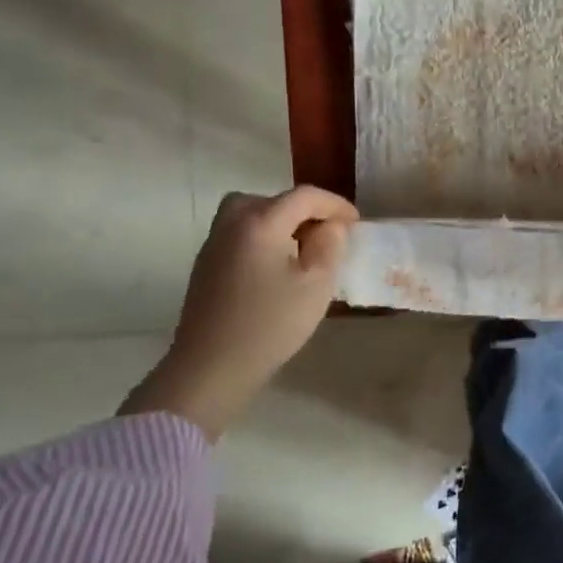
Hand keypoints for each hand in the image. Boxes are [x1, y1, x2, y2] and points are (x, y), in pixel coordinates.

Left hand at [121, 187, 357, 437]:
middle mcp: (232, 224)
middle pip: (272, 199)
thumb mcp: (317, 284)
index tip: (356, 223)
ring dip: (281, 223)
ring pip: (252, 215)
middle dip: (304, 210)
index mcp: (260, 222)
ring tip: (302, 249)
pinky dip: (263, 238)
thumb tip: (330, 227)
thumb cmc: (271, 324)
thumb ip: (330, 245)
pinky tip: (277, 267)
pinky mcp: (206, 266)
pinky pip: (240, 234)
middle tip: (326, 233)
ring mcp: (214, 245)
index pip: (304, 196)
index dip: (334, 204)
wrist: (212, 366)